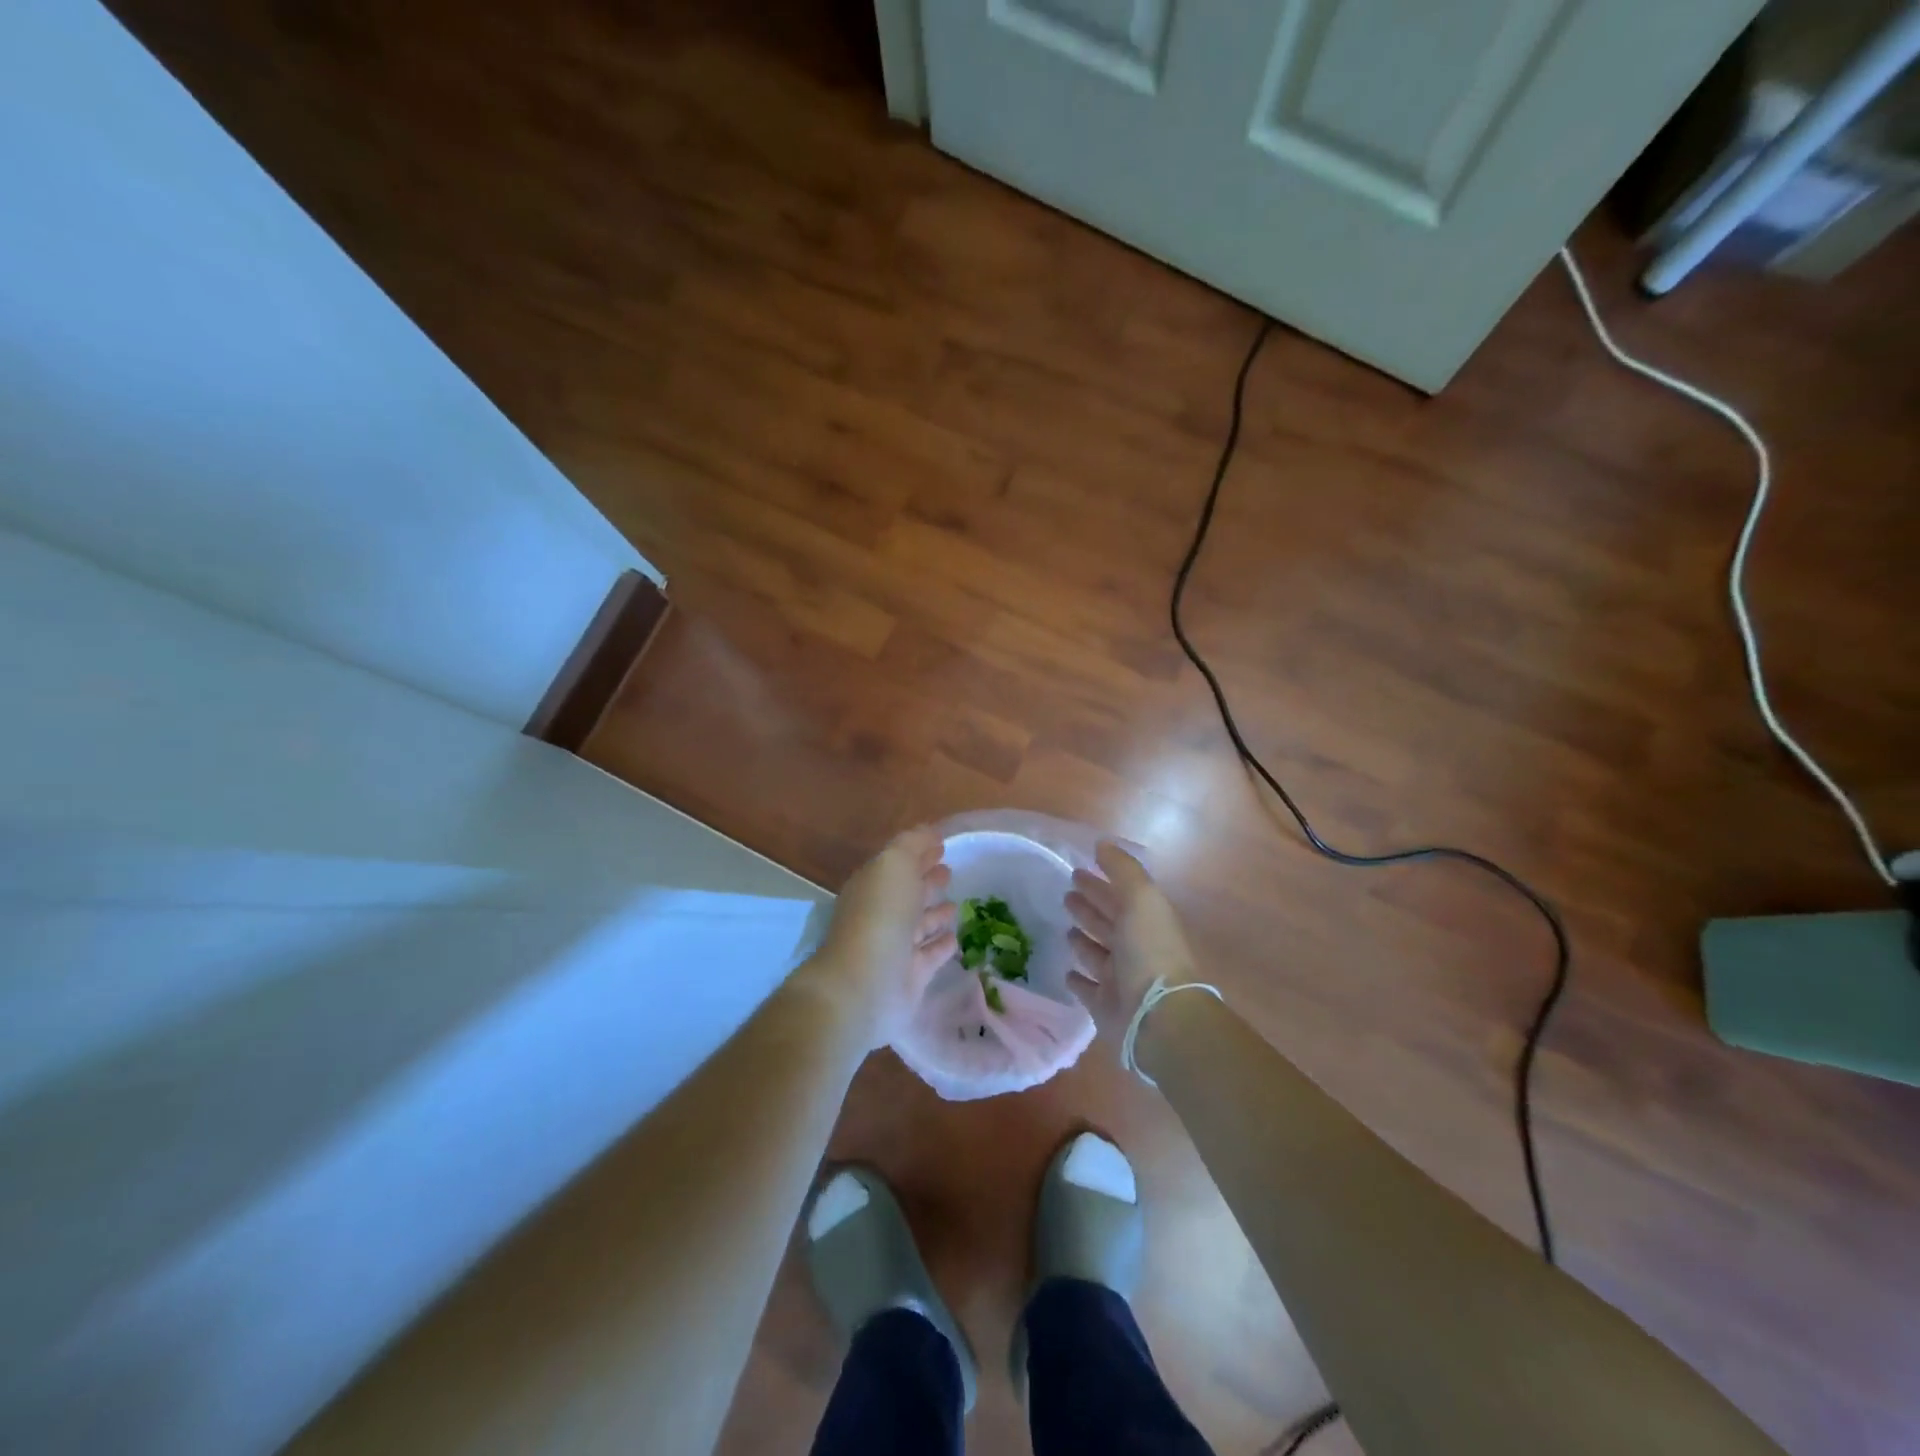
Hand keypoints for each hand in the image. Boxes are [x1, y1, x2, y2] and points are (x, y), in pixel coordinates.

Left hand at [808, 827, 957, 1048]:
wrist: (866, 984)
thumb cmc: (881, 915)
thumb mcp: (894, 864)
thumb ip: (912, 844)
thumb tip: (930, 833)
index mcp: (872, 885)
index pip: (897, 864)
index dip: (918, 852)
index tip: (942, 845)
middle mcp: (880, 914)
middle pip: (907, 893)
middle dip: (927, 880)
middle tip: (949, 871)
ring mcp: (894, 947)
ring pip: (919, 925)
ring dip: (935, 913)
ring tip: (956, 903)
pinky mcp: (910, 976)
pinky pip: (930, 955)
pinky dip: (942, 945)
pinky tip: (956, 937)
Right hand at [1064, 842, 1199, 1041]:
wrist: (1158, 1017)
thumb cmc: (1149, 951)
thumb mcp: (1140, 899)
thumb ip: (1122, 870)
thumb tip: (1102, 844)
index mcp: (1145, 922)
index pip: (1119, 896)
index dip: (1100, 882)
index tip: (1077, 870)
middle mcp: (1134, 948)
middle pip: (1108, 922)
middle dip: (1090, 906)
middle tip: (1066, 894)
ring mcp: (1120, 979)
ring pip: (1097, 954)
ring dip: (1083, 940)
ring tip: (1066, 929)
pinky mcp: (1105, 1006)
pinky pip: (1088, 989)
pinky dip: (1078, 979)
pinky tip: (1067, 971)